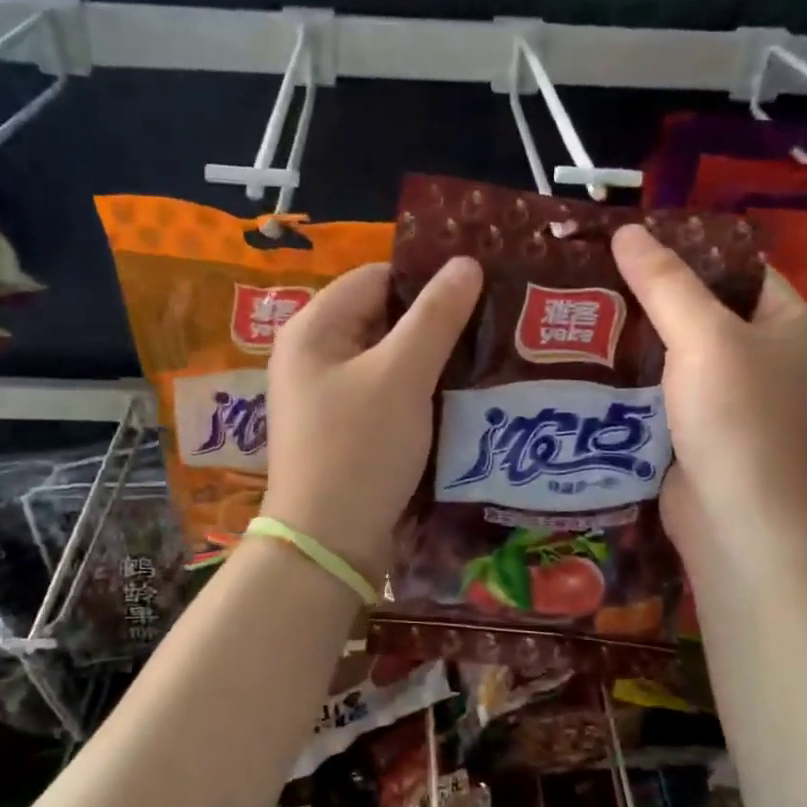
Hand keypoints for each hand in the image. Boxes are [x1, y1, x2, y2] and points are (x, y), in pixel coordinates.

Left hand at [262, 257, 482, 581]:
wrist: (329, 543)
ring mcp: (327, 396)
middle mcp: (313, 355)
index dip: (426, 279)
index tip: (481, 289)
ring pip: (389, 360)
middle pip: (382, 319)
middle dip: (435, 322)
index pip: (376, 277)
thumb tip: (467, 263)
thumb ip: (436, 317)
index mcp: (313, 328)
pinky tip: (459, 398)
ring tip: (487, 358)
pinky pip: (386, 395)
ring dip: (432, 360)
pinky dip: (419, 393)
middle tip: (493, 325)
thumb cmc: (359, 449)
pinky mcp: (344, 431)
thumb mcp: (401, 376)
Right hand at [612, 224, 806, 561]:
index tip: (633, 245)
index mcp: (787, 325)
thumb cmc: (737, 418)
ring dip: (638, 343)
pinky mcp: (701, 436)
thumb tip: (627, 230)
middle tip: (596, 279)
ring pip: (679, 358)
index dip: (691, 252)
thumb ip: (665, 282)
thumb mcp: (704, 337)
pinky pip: (665, 397)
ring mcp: (734, 402)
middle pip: (705, 313)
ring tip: (583, 316)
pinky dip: (635, 384)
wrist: (737, 521)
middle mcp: (766, 360)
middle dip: (653, 299)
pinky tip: (592, 369)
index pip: (739, 270)